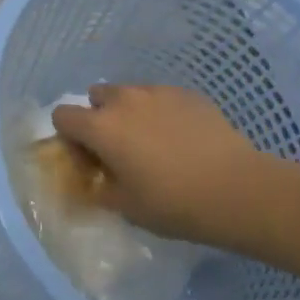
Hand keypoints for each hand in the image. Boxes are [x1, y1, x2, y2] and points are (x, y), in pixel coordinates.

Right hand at [51, 84, 267, 243]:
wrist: (236, 190)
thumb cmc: (173, 203)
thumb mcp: (126, 207)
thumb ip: (100, 189)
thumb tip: (95, 181)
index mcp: (101, 127)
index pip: (62, 115)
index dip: (69, 137)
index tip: (89, 160)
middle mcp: (125, 100)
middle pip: (96, 97)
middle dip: (100, 118)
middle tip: (119, 149)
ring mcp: (159, 92)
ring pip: (131, 94)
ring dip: (131, 113)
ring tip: (154, 143)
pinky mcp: (189, 94)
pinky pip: (162, 98)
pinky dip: (162, 113)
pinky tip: (183, 140)